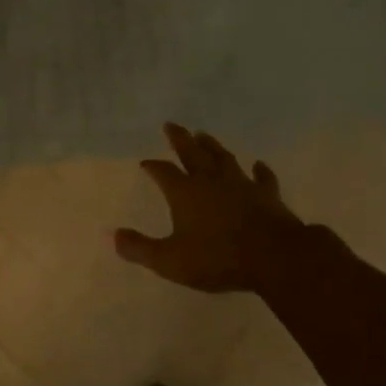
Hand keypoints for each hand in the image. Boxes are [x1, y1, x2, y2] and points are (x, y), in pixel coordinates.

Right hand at [114, 124, 305, 294]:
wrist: (273, 257)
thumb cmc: (217, 258)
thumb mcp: (170, 260)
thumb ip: (140, 248)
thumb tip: (112, 235)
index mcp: (184, 193)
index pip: (163, 172)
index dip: (153, 167)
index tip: (145, 163)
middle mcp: (210, 181)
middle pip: (192, 153)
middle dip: (180, 138)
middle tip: (171, 124)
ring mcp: (241, 184)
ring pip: (223, 158)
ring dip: (212, 145)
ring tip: (204, 134)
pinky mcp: (267, 194)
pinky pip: (262, 177)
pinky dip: (259, 170)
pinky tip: (258, 164)